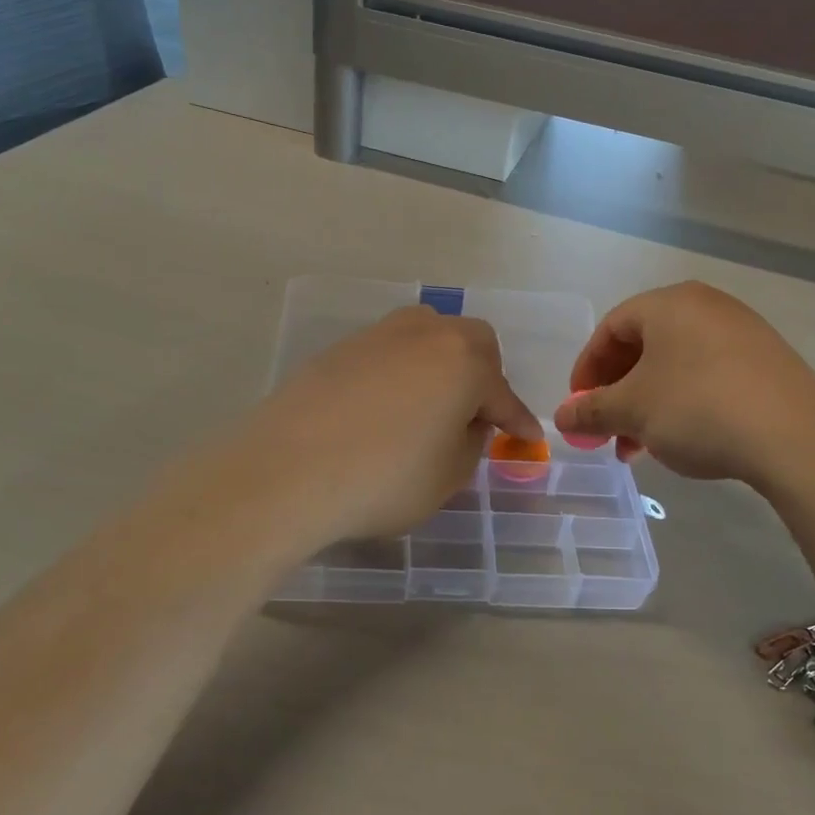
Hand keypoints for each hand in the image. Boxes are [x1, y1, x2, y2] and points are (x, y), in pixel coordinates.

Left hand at [249, 306, 542, 543]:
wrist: (287, 472)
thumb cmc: (384, 479)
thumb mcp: (447, 475)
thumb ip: (470, 442)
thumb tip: (466, 421)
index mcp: (463, 362)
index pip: (503, 395)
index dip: (518, 421)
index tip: (528, 438)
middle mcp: (425, 335)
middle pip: (471, 342)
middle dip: (484, 374)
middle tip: (476, 413)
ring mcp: (377, 336)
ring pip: (426, 335)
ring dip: (440, 364)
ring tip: (431, 403)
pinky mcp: (339, 349)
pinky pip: (387, 352)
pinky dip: (400, 373)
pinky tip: (384, 407)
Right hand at [553, 282, 814, 490]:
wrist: (796, 437)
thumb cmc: (698, 408)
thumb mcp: (633, 411)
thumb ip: (591, 411)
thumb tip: (562, 418)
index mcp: (669, 304)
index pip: (611, 328)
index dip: (587, 369)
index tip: (578, 406)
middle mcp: (706, 307)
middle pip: (644, 347)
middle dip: (618, 392)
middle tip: (607, 430)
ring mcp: (742, 332)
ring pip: (676, 366)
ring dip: (649, 404)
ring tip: (639, 447)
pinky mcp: (768, 362)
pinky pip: (709, 376)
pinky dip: (684, 404)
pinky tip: (682, 440)